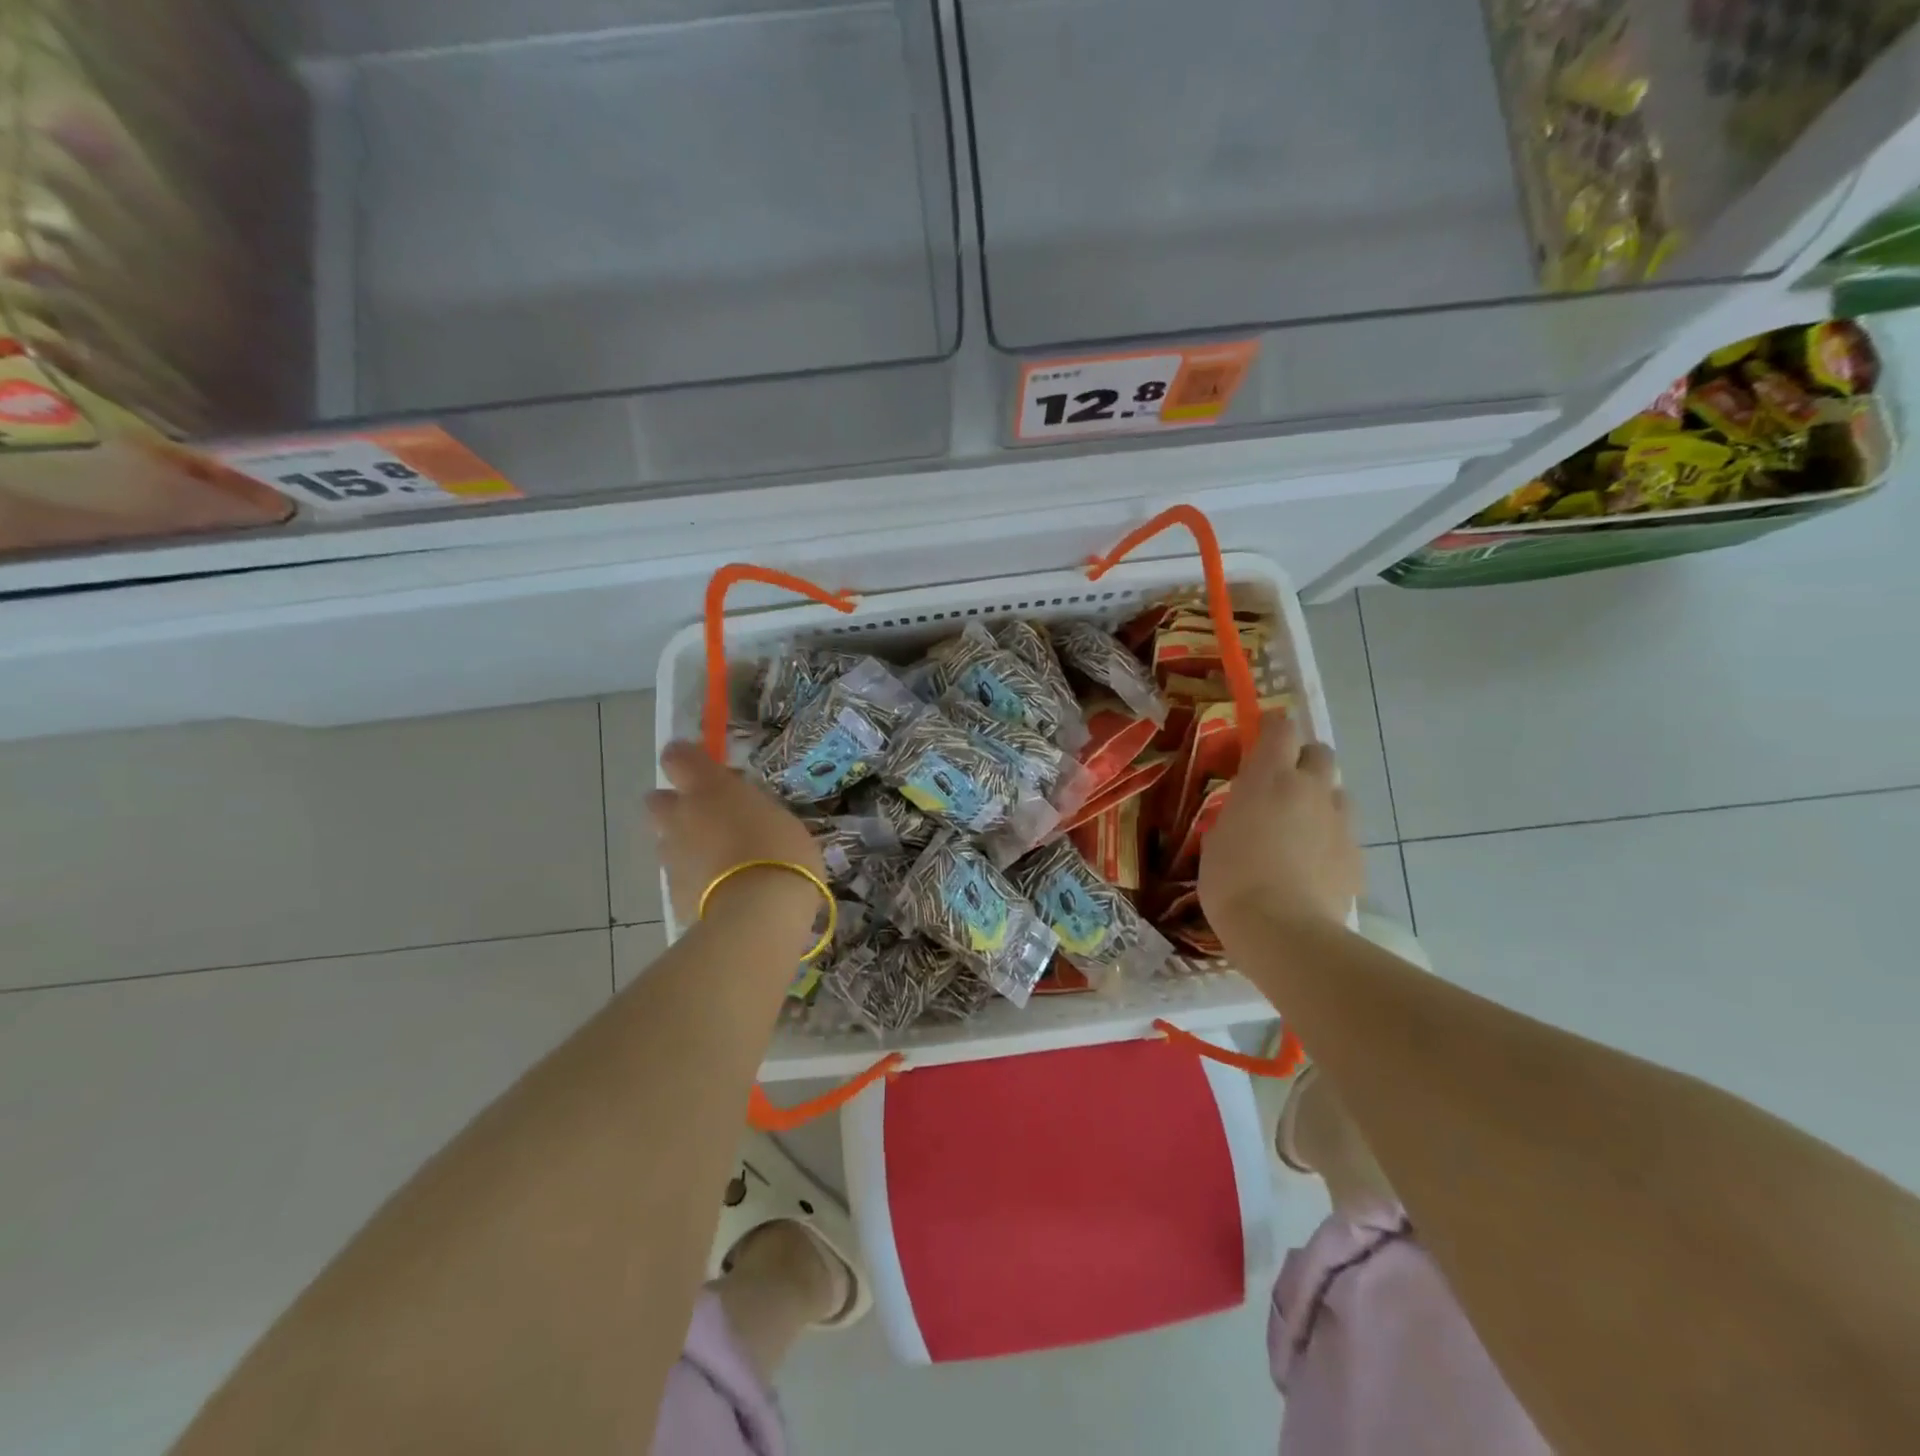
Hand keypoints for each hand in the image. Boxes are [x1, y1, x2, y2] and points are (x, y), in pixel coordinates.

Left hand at [647, 741, 826, 932]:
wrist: (759, 911)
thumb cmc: (782, 851)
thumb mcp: (779, 816)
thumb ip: (752, 808)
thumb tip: (745, 811)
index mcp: (707, 788)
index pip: (677, 756)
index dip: (686, 759)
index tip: (706, 768)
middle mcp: (679, 816)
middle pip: (657, 800)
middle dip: (676, 806)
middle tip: (710, 818)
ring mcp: (671, 856)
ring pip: (667, 841)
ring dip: (686, 845)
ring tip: (721, 861)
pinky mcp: (672, 892)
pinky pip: (679, 876)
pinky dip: (694, 879)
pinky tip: (721, 891)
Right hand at [1199, 710, 1363, 935]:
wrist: (1284, 931)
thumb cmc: (1231, 881)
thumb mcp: (1216, 839)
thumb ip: (1237, 814)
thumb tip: (1247, 813)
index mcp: (1268, 778)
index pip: (1281, 728)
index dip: (1273, 728)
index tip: (1262, 738)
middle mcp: (1310, 788)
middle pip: (1320, 752)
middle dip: (1304, 762)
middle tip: (1283, 787)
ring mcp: (1339, 821)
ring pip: (1338, 793)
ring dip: (1321, 801)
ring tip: (1301, 830)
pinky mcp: (1357, 854)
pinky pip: (1345, 833)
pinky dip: (1331, 840)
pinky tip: (1314, 866)